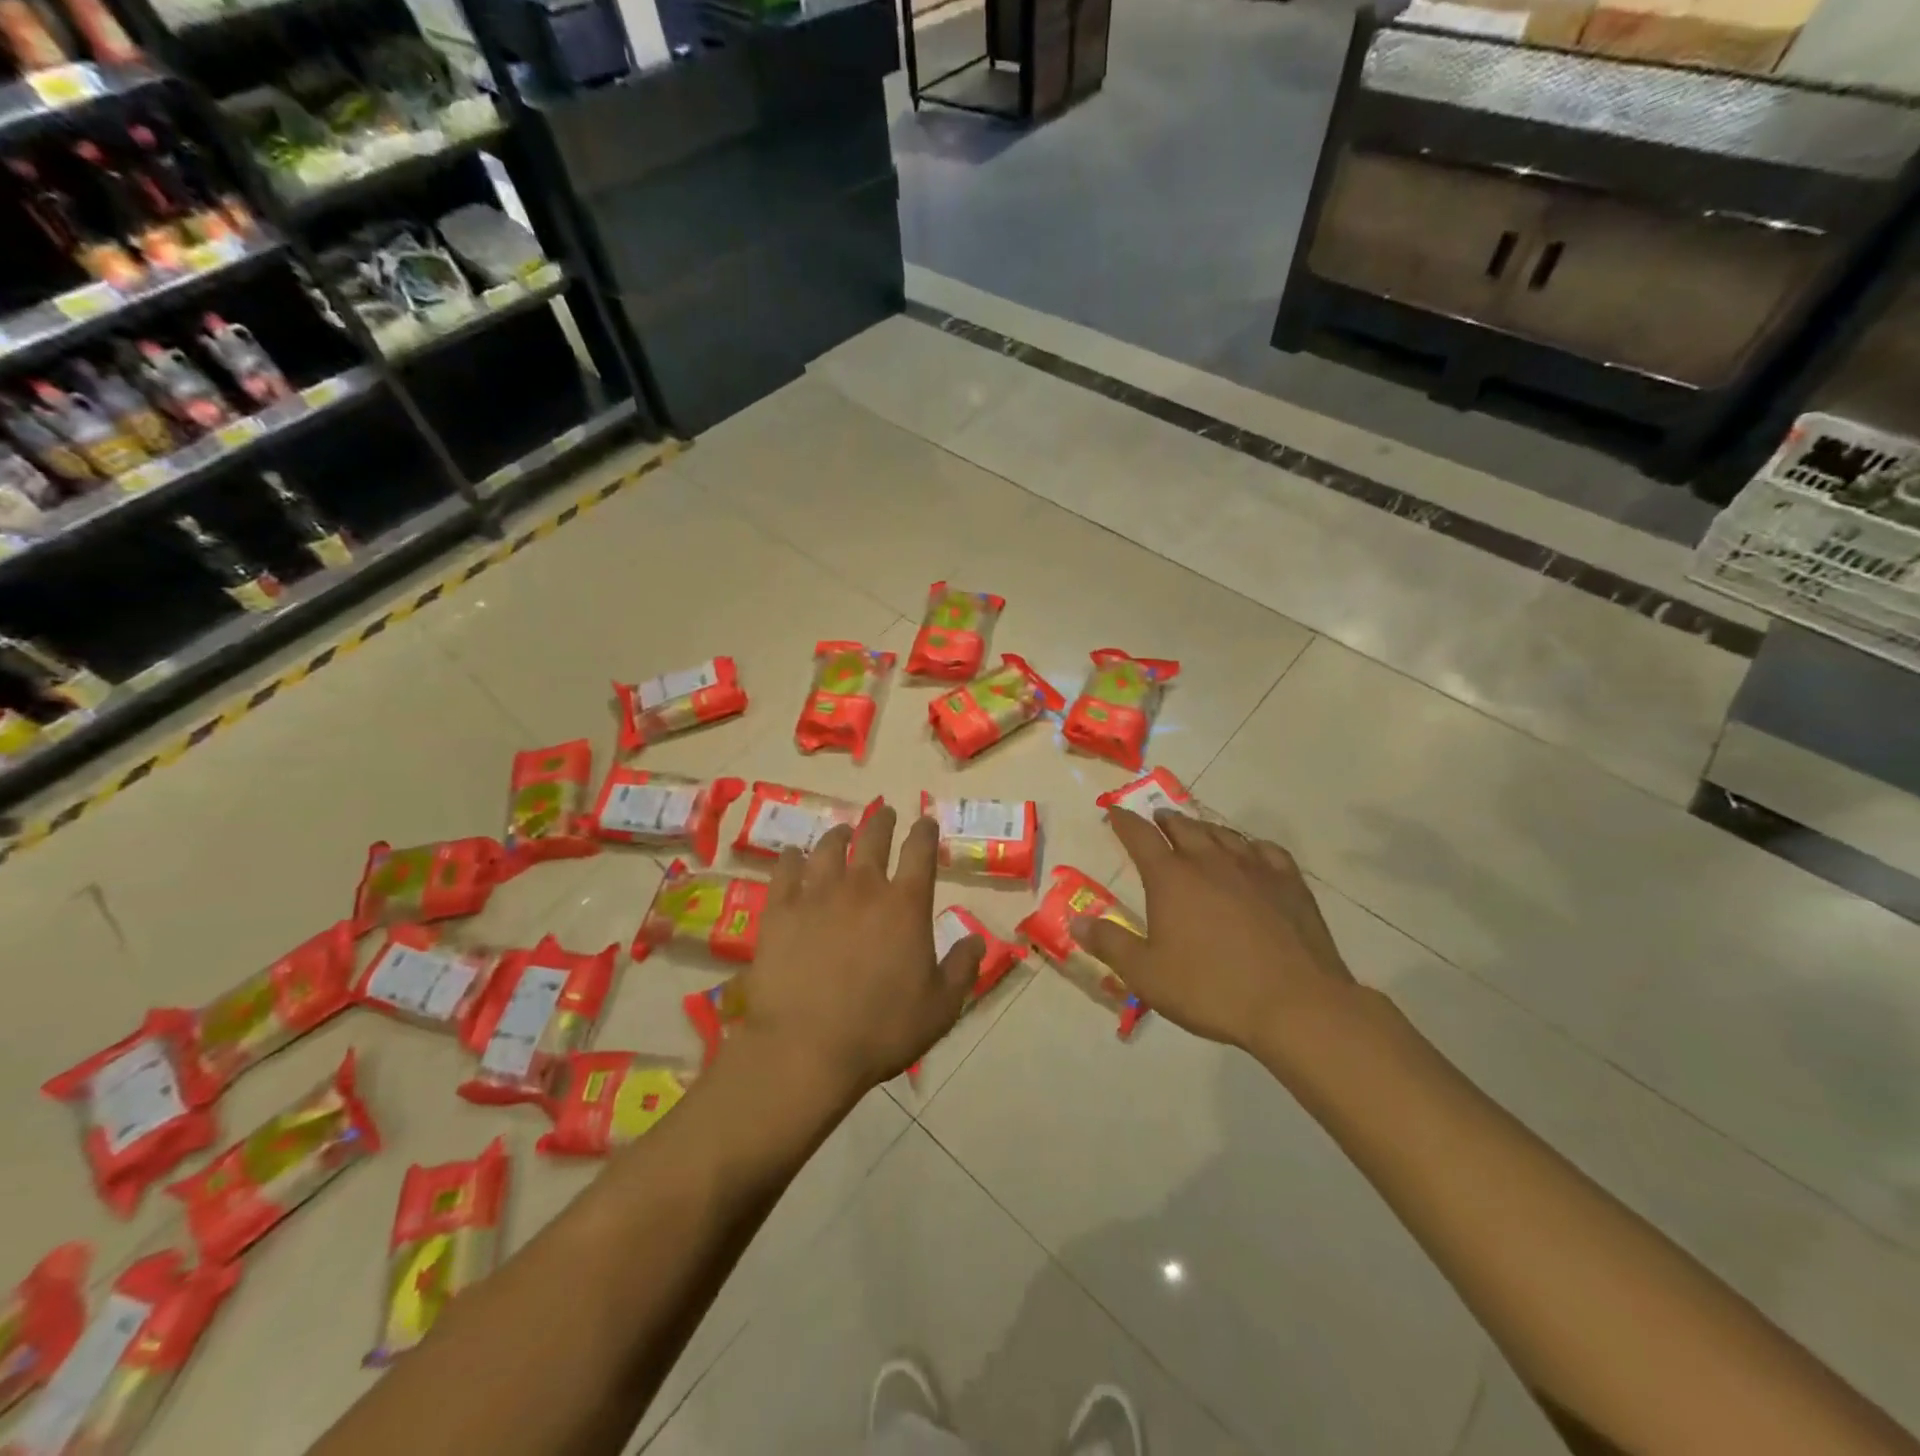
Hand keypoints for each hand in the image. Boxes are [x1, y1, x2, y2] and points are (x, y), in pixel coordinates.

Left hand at [729, 802, 985, 1103]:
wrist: (806, 1048)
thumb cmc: (881, 1030)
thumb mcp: (941, 1008)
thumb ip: (962, 969)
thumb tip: (978, 940)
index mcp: (905, 905)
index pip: (920, 852)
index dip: (925, 832)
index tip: (925, 822)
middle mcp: (863, 887)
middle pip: (873, 838)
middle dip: (882, 821)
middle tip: (885, 813)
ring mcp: (817, 895)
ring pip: (828, 847)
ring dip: (839, 834)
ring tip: (841, 831)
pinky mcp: (779, 911)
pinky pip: (785, 871)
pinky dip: (791, 859)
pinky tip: (792, 856)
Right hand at [1073, 809, 1355, 1055]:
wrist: (1295, 1004)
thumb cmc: (1210, 989)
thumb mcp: (1146, 974)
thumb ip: (1109, 944)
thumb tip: (1076, 920)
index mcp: (1171, 878)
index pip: (1140, 836)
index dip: (1123, 821)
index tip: (1114, 811)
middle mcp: (1210, 861)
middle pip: (1183, 827)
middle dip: (1165, 820)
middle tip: (1157, 819)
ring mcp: (1253, 868)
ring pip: (1223, 834)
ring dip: (1204, 828)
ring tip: (1197, 830)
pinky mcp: (1289, 882)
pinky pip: (1264, 849)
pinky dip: (1249, 845)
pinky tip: (1251, 853)